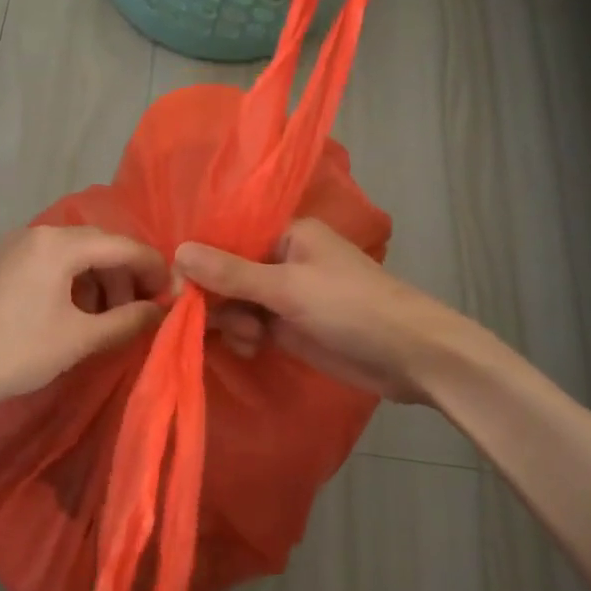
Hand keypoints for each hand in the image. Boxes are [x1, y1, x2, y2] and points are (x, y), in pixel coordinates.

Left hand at [0, 225, 168, 416]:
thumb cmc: (14, 351)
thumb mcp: (78, 339)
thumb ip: (127, 321)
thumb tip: (163, 311)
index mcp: (58, 243)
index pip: (122, 245)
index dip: (154, 268)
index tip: (175, 296)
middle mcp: (37, 234)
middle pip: (98, 246)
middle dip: (126, 276)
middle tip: (144, 311)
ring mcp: (14, 248)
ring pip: (73, 256)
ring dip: (100, 282)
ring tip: (111, 320)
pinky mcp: (0, 266)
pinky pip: (50, 265)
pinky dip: (73, 285)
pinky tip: (77, 316)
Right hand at [174, 219, 483, 402]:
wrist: (412, 357)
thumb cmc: (352, 308)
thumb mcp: (288, 288)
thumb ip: (231, 273)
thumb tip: (178, 251)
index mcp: (285, 234)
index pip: (226, 239)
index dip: (199, 262)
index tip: (178, 291)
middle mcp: (281, 259)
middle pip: (226, 272)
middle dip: (216, 298)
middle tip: (208, 322)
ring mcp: (285, 295)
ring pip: (235, 302)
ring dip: (231, 321)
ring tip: (249, 339)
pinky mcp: (290, 326)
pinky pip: (251, 325)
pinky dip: (245, 336)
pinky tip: (251, 348)